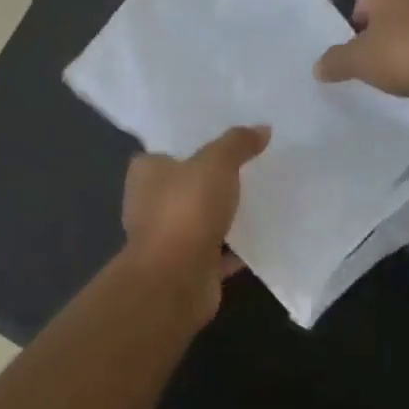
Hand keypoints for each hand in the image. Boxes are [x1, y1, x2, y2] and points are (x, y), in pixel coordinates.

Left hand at [120, 124, 271, 318]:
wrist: (176, 279)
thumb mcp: (216, 164)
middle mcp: (150, 205)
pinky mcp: (187, 267)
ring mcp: (168, 238)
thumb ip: (237, 144)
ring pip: (200, 219)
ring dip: (223, 214)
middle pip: (185, 186)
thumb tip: (262, 129)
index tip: (220, 142)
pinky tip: (263, 236)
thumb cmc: (186, 211)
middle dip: (211, 181)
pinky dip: (235, 246)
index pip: (164, 152)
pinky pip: (216, 250)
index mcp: (145, 174)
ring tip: (260, 198)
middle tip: (248, 166)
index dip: (189, 146)